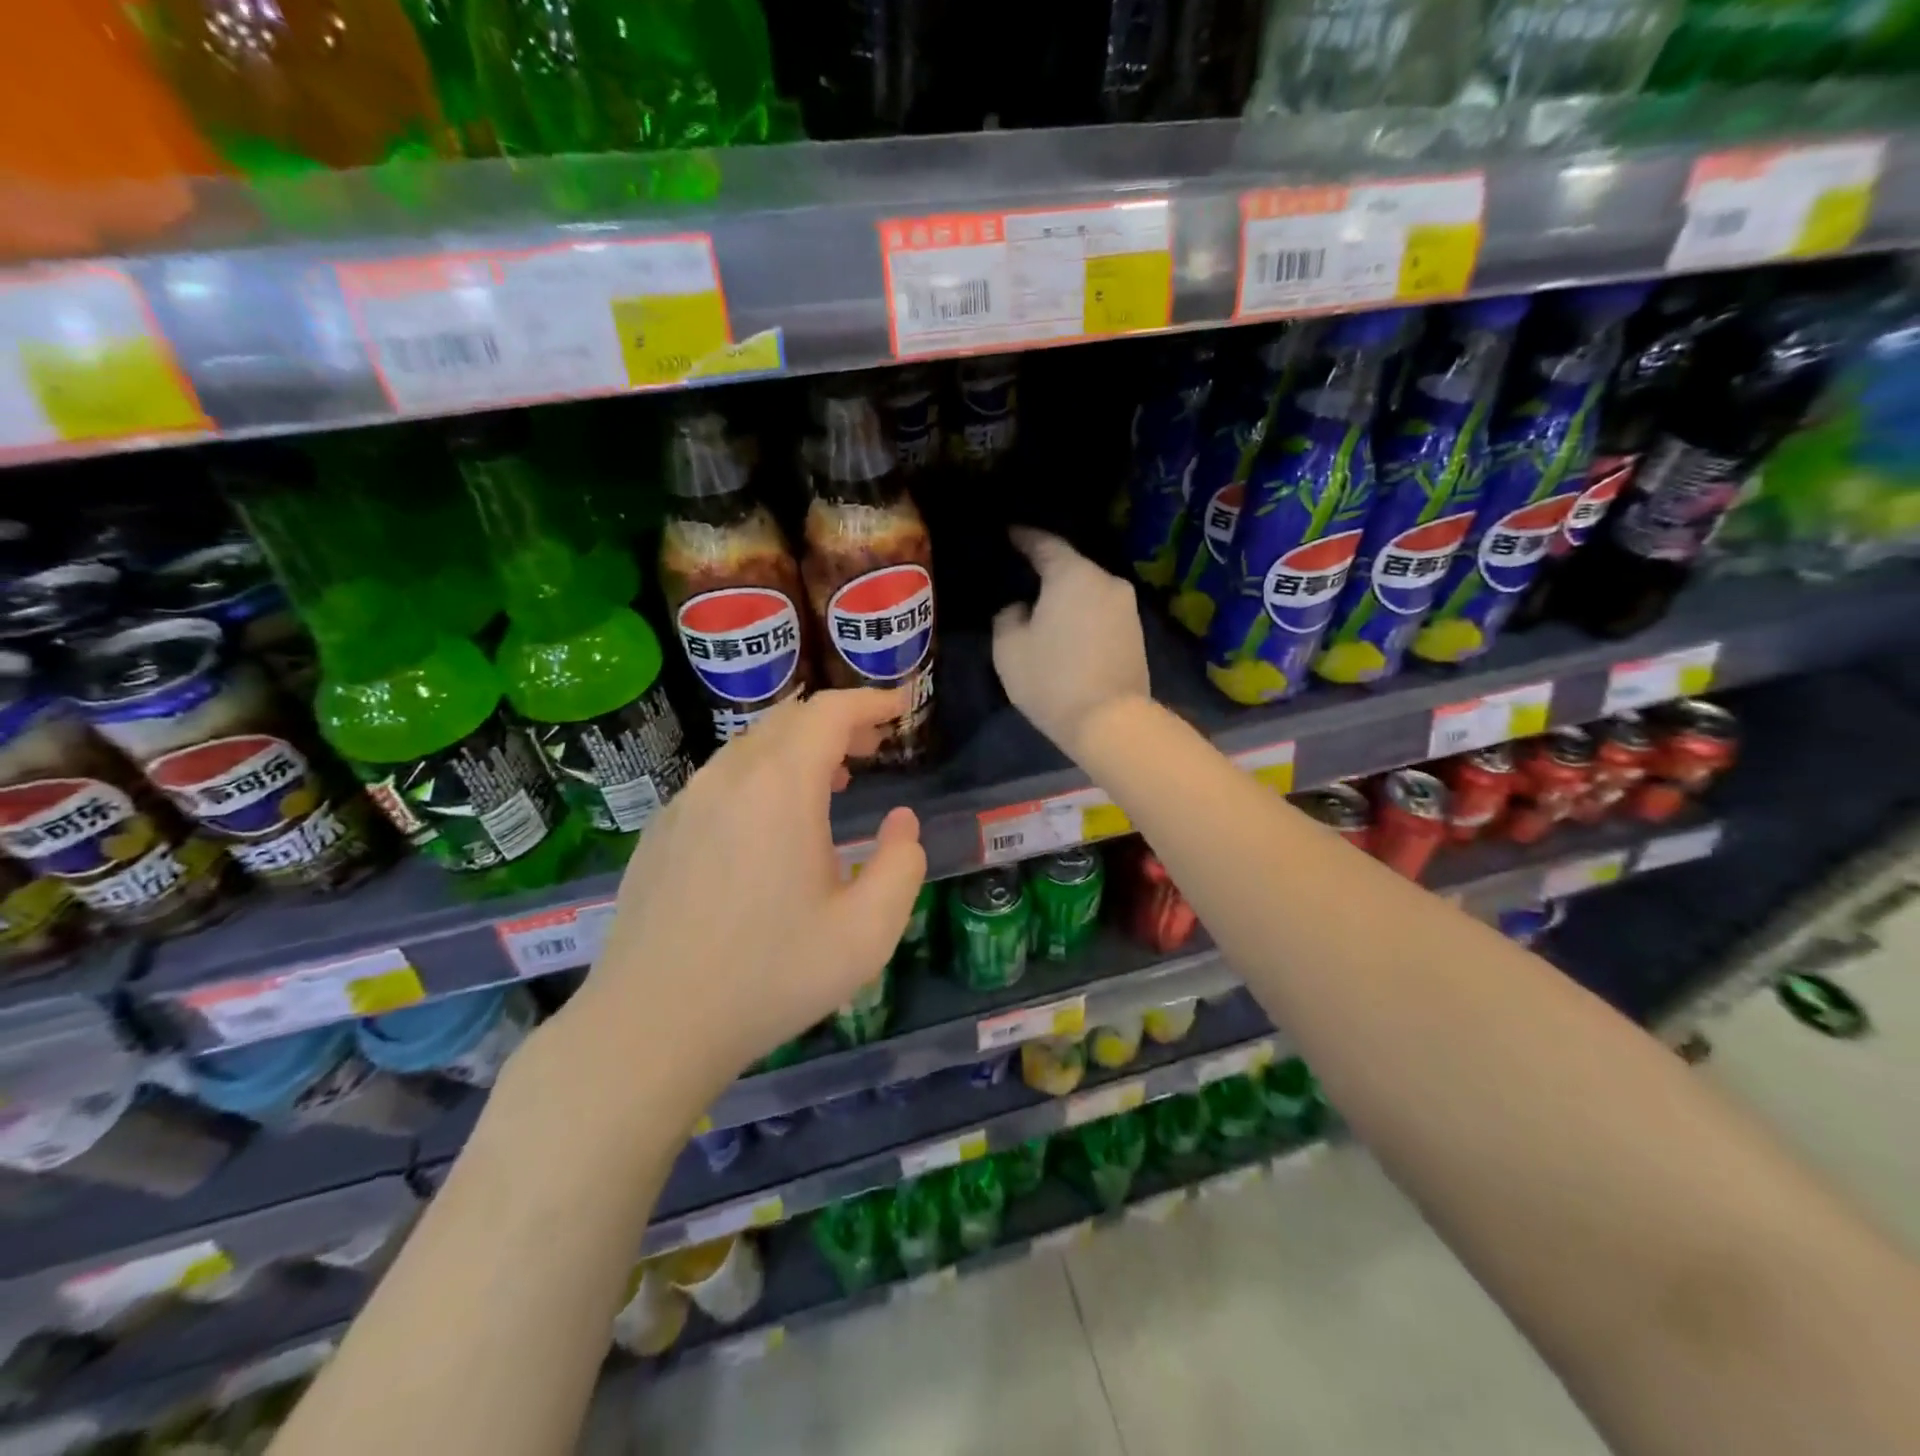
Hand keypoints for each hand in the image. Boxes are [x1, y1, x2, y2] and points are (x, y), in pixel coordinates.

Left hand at [558, 690, 926, 1110]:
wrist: (651, 1026)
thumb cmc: (769, 977)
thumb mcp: (866, 932)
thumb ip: (902, 866)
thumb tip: (900, 823)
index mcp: (779, 789)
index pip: (828, 713)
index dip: (870, 701)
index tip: (900, 707)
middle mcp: (727, 779)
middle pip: (788, 720)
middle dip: (838, 721)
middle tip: (874, 745)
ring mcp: (685, 803)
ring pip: (750, 747)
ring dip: (798, 748)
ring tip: (831, 778)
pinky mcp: (661, 831)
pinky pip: (720, 779)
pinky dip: (761, 774)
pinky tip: (770, 822)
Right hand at [993, 527, 1150, 759]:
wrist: (1111, 721)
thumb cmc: (1052, 679)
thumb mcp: (1009, 648)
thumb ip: (1008, 616)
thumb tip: (1022, 608)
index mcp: (1073, 574)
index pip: (1044, 544)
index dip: (1023, 537)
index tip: (1009, 533)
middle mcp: (1106, 581)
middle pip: (1071, 567)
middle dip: (1047, 570)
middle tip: (1023, 577)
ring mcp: (1127, 607)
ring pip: (1088, 591)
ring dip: (1067, 596)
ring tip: (1044, 608)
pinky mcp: (1137, 633)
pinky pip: (1101, 612)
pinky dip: (1083, 615)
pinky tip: (1068, 629)